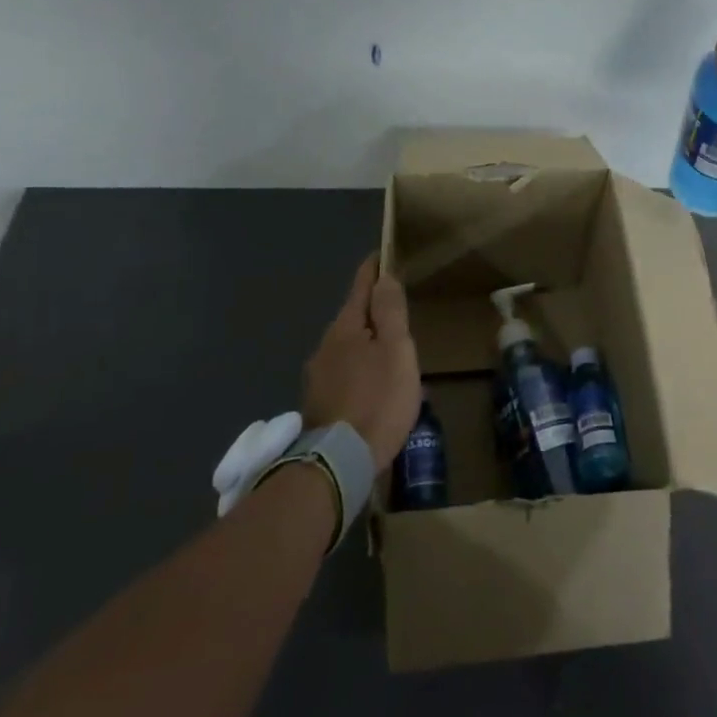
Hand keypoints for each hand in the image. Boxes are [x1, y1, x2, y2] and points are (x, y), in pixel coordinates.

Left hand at [300, 254, 421, 473]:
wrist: (339, 461)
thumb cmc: (378, 399)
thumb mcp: (395, 350)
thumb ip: (390, 312)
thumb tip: (384, 276)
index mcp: (346, 328)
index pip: (360, 287)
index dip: (373, 270)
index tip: (382, 255)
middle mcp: (325, 346)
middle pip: (353, 318)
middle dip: (373, 311)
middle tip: (398, 309)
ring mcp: (318, 377)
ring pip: (348, 348)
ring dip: (368, 344)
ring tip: (391, 351)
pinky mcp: (320, 403)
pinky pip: (345, 373)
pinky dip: (362, 369)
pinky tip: (375, 385)